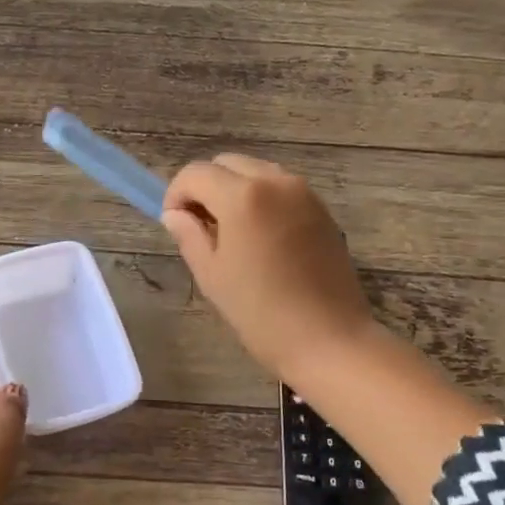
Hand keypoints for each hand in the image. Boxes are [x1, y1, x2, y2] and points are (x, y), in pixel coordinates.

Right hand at [162, 154, 376, 383]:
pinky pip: (280, 188)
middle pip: (227, 163)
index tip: (174, 223)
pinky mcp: (322, 209)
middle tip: (199, 226)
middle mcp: (275, 181)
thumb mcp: (212, 275)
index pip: (196, 173)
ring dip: (234, 190)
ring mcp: (304, 193)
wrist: (330, 340)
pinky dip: (261, 199)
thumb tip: (175, 214)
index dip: (176, 193)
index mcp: (243, 196)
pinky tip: (259, 238)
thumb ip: (189, 235)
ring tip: (229, 232)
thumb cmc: (261, 313)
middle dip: (205, 186)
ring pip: (256, 171)